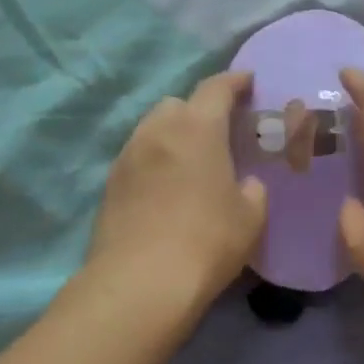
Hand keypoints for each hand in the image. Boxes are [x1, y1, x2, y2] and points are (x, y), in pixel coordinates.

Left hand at [87, 71, 266, 319]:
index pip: (216, 88)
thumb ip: (253, 189)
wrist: (142, 282)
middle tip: (219, 132)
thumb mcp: (251, 217)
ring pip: (152, 130)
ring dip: (174, 135)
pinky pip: (138, 158)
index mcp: (197, 129)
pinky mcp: (110, 185)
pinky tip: (167, 189)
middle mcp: (157, 132)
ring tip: (192, 162)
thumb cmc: (208, 241)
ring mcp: (127, 157)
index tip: (248, 82)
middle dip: (199, 110)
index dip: (235, 82)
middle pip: (178, 104)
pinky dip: (156, 162)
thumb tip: (245, 183)